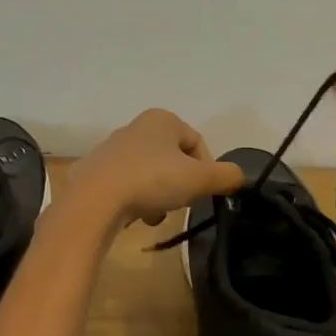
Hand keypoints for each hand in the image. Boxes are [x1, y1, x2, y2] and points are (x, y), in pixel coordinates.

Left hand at [61, 108, 244, 229]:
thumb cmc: (152, 180)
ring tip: (156, 216)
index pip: (197, 143)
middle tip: (181, 205)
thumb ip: (225, 176)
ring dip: (159, 195)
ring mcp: (112, 148)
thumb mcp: (199, 179)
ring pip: (150, 173)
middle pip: (173, 159)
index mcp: (162, 119)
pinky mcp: (95, 171)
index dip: (206, 170)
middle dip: (180, 185)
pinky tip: (135, 217)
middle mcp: (136, 126)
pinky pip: (126, 185)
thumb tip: (240, 177)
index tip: (202, 193)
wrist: (94, 200)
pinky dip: (136, 199)